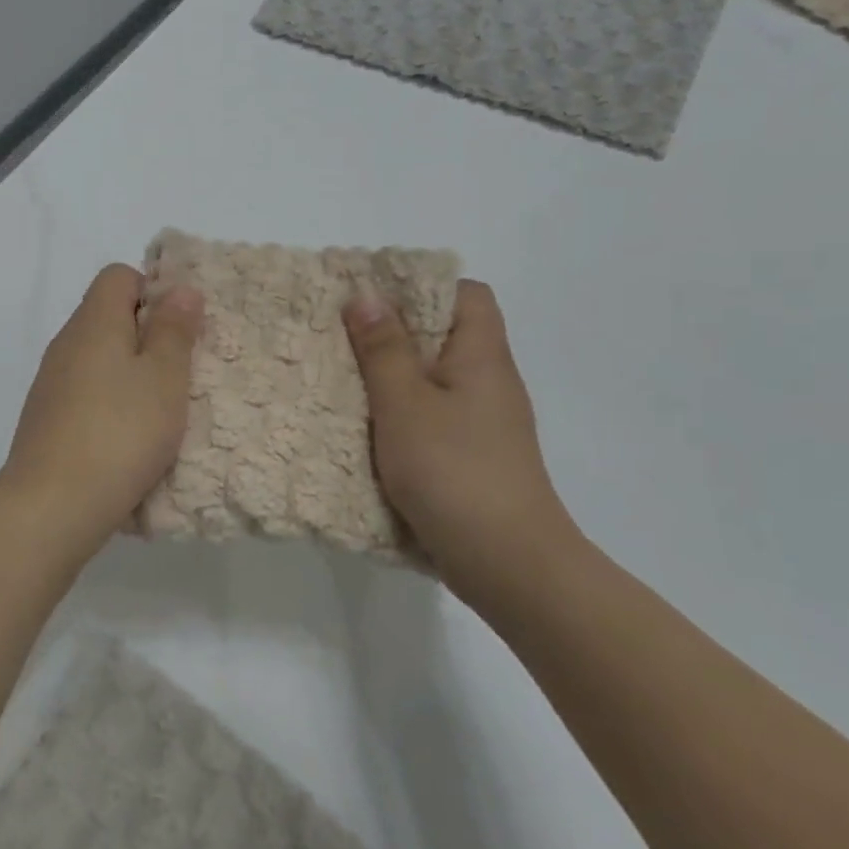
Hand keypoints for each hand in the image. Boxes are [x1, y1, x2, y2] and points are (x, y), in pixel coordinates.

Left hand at [0, 264, 202, 551]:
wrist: (52, 505)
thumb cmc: (120, 432)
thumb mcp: (164, 378)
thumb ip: (174, 330)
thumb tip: (180, 288)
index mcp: (93, 322)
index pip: (118, 276)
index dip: (153, 290)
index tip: (179, 329)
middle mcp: (66, 344)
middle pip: (107, 316)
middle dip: (147, 336)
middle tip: (179, 373)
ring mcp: (51, 383)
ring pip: (97, 359)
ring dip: (130, 374)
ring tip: (159, 411)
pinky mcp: (46, 419)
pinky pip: (85, 393)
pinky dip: (109, 404)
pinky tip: (126, 439)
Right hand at [344, 280, 580, 602]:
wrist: (507, 563)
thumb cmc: (454, 470)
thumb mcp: (405, 403)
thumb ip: (383, 349)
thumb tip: (365, 295)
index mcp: (481, 356)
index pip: (467, 294)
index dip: (422, 286)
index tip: (372, 296)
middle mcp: (488, 381)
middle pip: (444, 334)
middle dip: (392, 330)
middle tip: (340, 333)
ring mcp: (482, 422)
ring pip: (433, 377)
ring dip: (390, 374)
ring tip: (342, 375)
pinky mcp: (470, 455)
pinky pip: (430, 414)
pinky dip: (398, 411)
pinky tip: (365, 425)